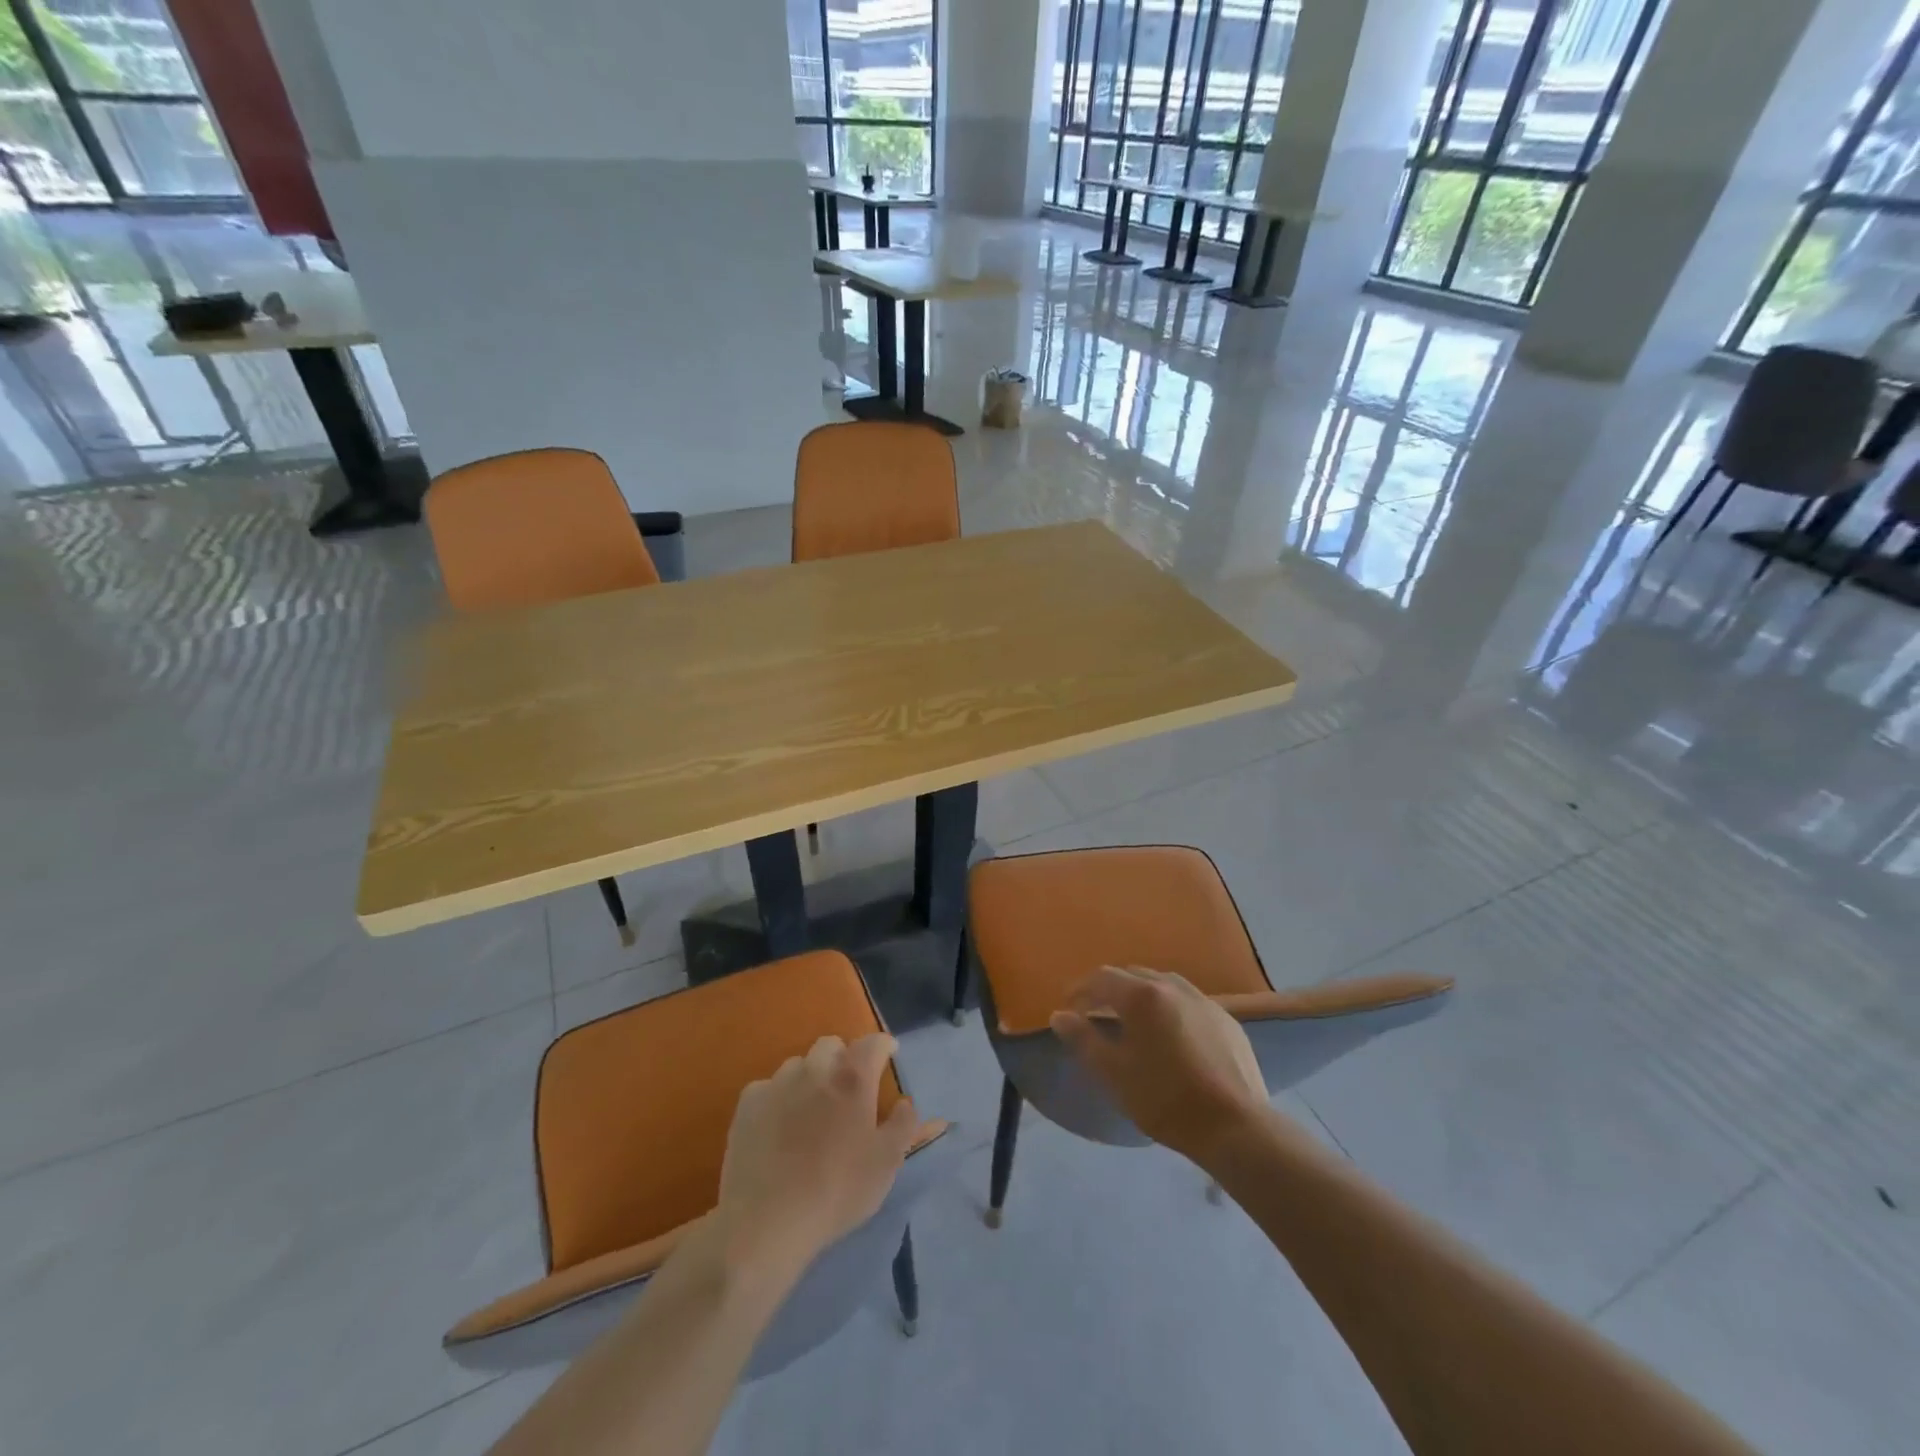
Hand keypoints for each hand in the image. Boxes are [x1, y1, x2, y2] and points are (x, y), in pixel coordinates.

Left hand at [713, 1034, 922, 1283]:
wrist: (766, 1222)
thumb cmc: (837, 1191)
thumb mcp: (886, 1164)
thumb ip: (904, 1126)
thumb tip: (904, 1103)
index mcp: (853, 1078)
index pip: (874, 1042)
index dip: (884, 1046)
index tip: (889, 1056)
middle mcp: (815, 1069)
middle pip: (832, 1045)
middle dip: (843, 1059)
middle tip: (847, 1090)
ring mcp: (777, 1083)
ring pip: (799, 1064)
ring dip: (810, 1077)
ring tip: (810, 1110)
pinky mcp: (748, 1103)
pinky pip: (768, 1087)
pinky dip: (778, 1098)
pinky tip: (778, 1127)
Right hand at [1050, 966, 1268, 1163]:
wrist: (1235, 1126)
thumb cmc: (1165, 1099)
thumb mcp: (1113, 1073)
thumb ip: (1083, 1040)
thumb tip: (1059, 1015)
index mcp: (1142, 996)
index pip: (1101, 978)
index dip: (1080, 989)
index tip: (1069, 1007)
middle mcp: (1172, 986)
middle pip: (1132, 975)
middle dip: (1109, 989)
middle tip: (1095, 1013)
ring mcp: (1203, 1000)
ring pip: (1162, 984)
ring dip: (1140, 995)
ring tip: (1133, 1020)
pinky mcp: (1226, 1019)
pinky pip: (1188, 1001)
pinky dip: (1169, 1008)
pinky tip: (1170, 1034)